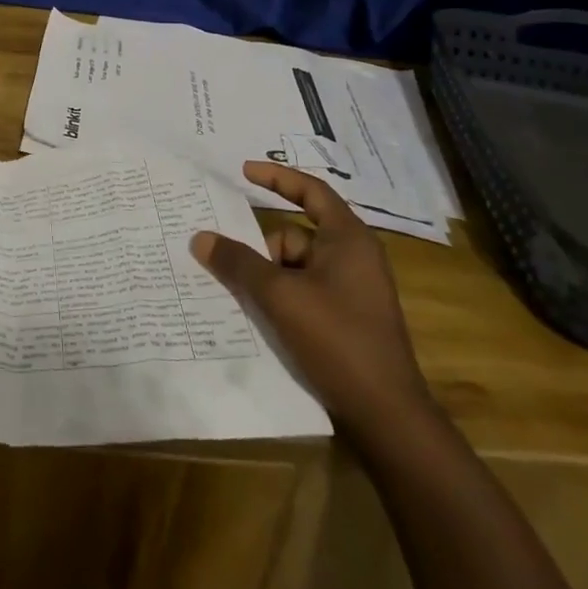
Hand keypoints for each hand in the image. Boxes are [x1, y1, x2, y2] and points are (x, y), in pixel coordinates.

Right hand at [190, 161, 430, 430]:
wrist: (387, 417)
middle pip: (295, 234)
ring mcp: (353, 290)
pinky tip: (262, 318)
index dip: (276, 177)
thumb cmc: (337, 340)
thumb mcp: (279, 296)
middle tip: (232, 266)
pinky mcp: (348, 319)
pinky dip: (282, 298)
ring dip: (269, 279)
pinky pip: (304, 291)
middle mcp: (354, 257)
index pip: (311, 191)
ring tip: (248, 301)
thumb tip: (200, 238)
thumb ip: (238, 262)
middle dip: (263, 250)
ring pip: (296, 267)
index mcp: (348, 239)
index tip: (243, 171)